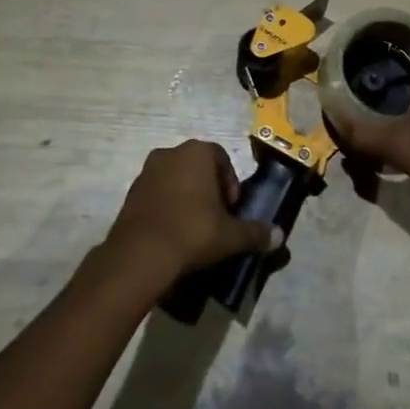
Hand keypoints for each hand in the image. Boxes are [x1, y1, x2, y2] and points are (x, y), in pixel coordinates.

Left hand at [102, 139, 280, 289]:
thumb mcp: (230, 236)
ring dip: (186, 198)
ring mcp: (147, 171)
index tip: (231, 210)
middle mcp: (171, 153)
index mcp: (197, 152)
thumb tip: (279, 236)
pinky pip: (156, 195)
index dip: (230, 185)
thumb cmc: (192, 232)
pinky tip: (172, 234)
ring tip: (193, 229)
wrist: (140, 255)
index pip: (222, 159)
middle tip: (215, 219)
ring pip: (175, 180)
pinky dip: (166, 208)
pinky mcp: (129, 193)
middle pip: (198, 168)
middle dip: (208, 190)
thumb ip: (255, 233)